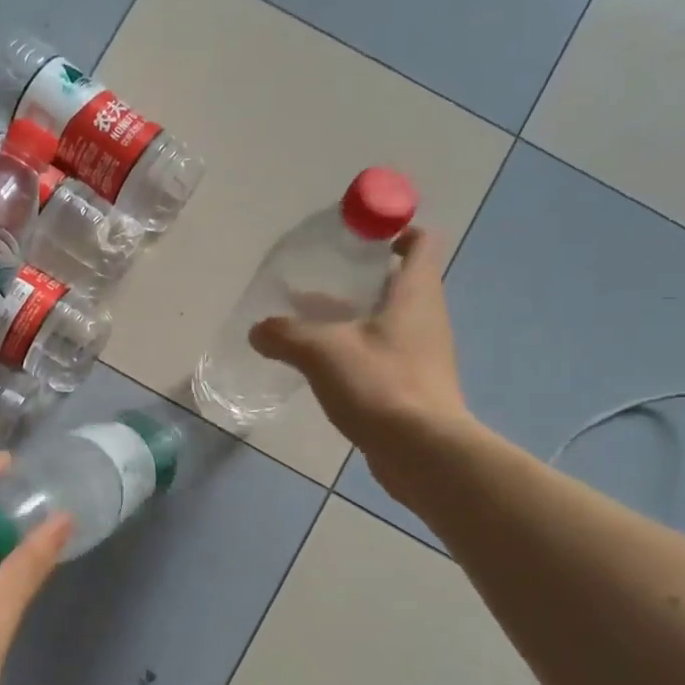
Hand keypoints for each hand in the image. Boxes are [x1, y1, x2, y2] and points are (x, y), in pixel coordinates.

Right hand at [248, 228, 471, 481]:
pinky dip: (355, 350)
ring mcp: (422, 354)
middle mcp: (426, 317)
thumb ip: (285, 335)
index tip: (357, 237)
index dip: (394, 231)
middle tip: (318, 282)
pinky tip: (322, 365)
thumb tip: (258, 330)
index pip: (421, 243)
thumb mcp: (322, 352)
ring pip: (386, 321)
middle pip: (397, 282)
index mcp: (415, 294)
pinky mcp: (413, 385)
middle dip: (358, 279)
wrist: (423, 453)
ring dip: (352, 317)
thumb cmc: (380, 385)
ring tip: (308, 323)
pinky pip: (382, 354)